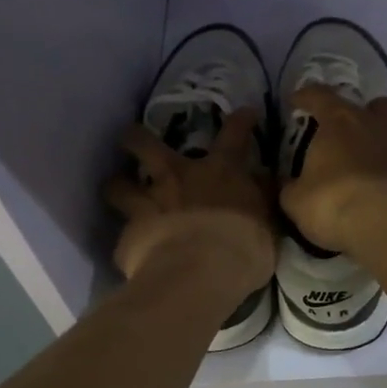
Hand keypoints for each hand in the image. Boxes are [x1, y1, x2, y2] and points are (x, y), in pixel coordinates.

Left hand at [105, 108, 274, 291]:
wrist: (199, 274)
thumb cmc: (244, 246)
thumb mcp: (268, 220)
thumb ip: (260, 197)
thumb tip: (263, 179)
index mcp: (220, 171)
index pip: (234, 134)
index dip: (240, 121)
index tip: (244, 114)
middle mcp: (177, 177)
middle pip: (145, 144)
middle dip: (136, 137)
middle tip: (133, 137)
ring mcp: (147, 204)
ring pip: (119, 184)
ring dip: (118, 185)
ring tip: (118, 189)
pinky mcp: (128, 235)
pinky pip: (123, 235)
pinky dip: (128, 239)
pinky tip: (131, 248)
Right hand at [278, 86, 386, 256]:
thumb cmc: (337, 206)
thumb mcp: (297, 202)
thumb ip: (292, 188)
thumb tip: (289, 185)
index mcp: (342, 123)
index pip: (319, 96)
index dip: (307, 96)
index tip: (298, 101)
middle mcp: (383, 126)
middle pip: (379, 106)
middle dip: (368, 116)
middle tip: (356, 138)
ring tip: (385, 177)